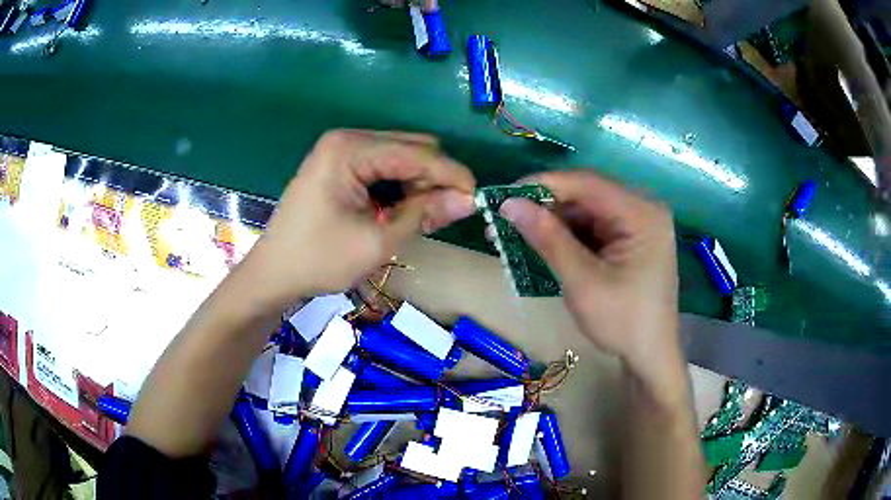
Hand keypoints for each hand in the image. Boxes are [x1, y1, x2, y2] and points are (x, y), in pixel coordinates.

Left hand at [242, 130, 474, 305]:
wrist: (273, 273)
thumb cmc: (319, 259)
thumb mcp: (378, 241)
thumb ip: (425, 214)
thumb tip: (469, 200)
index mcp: (350, 149)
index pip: (417, 153)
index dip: (452, 175)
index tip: (477, 200)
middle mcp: (347, 139)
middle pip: (411, 147)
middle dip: (434, 178)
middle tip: (442, 215)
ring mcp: (341, 150)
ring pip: (400, 156)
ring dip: (417, 183)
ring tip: (418, 217)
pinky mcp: (340, 164)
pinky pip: (383, 166)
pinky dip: (399, 186)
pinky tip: (398, 210)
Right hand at [499, 171, 682, 392]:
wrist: (650, 355)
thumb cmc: (623, 322)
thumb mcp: (582, 282)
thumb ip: (548, 239)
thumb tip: (509, 204)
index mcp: (641, 213)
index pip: (586, 183)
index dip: (542, 185)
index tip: (503, 196)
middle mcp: (642, 209)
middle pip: (586, 195)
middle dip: (544, 207)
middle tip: (504, 219)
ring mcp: (637, 224)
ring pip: (585, 210)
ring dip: (552, 222)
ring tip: (515, 234)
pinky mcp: (629, 239)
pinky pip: (592, 226)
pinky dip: (566, 235)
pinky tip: (543, 244)